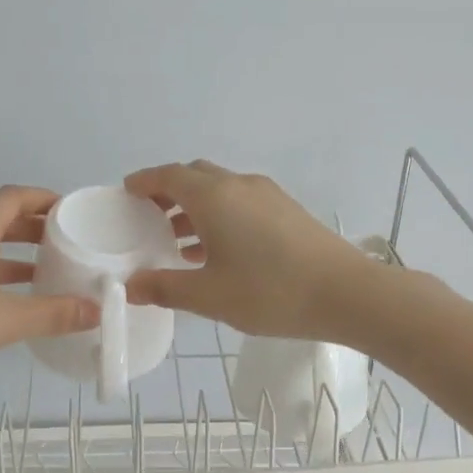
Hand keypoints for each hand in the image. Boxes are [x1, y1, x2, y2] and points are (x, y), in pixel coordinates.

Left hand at [0, 186, 97, 387]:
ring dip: (9, 253)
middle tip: (64, 243)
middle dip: (32, 228)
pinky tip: (0, 299)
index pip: (13, 197)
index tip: (71, 211)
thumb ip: (53, 314)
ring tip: (41, 272)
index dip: (44, 198)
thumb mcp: (4, 322)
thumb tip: (95, 310)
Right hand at [122, 160, 377, 339]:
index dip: (144, 181)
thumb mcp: (209, 296)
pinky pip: (241, 202)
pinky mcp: (287, 210)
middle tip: (148, 220)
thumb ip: (165, 288)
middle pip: (195, 176)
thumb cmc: (270, 292)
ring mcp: (268, 195)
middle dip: (168, 192)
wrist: (345, 293)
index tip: (126, 192)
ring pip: (220, 190)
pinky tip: (218, 252)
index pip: (168, 175)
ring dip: (195, 208)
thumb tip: (130, 286)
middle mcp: (239, 185)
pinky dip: (220, 216)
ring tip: (177, 243)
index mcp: (214, 197)